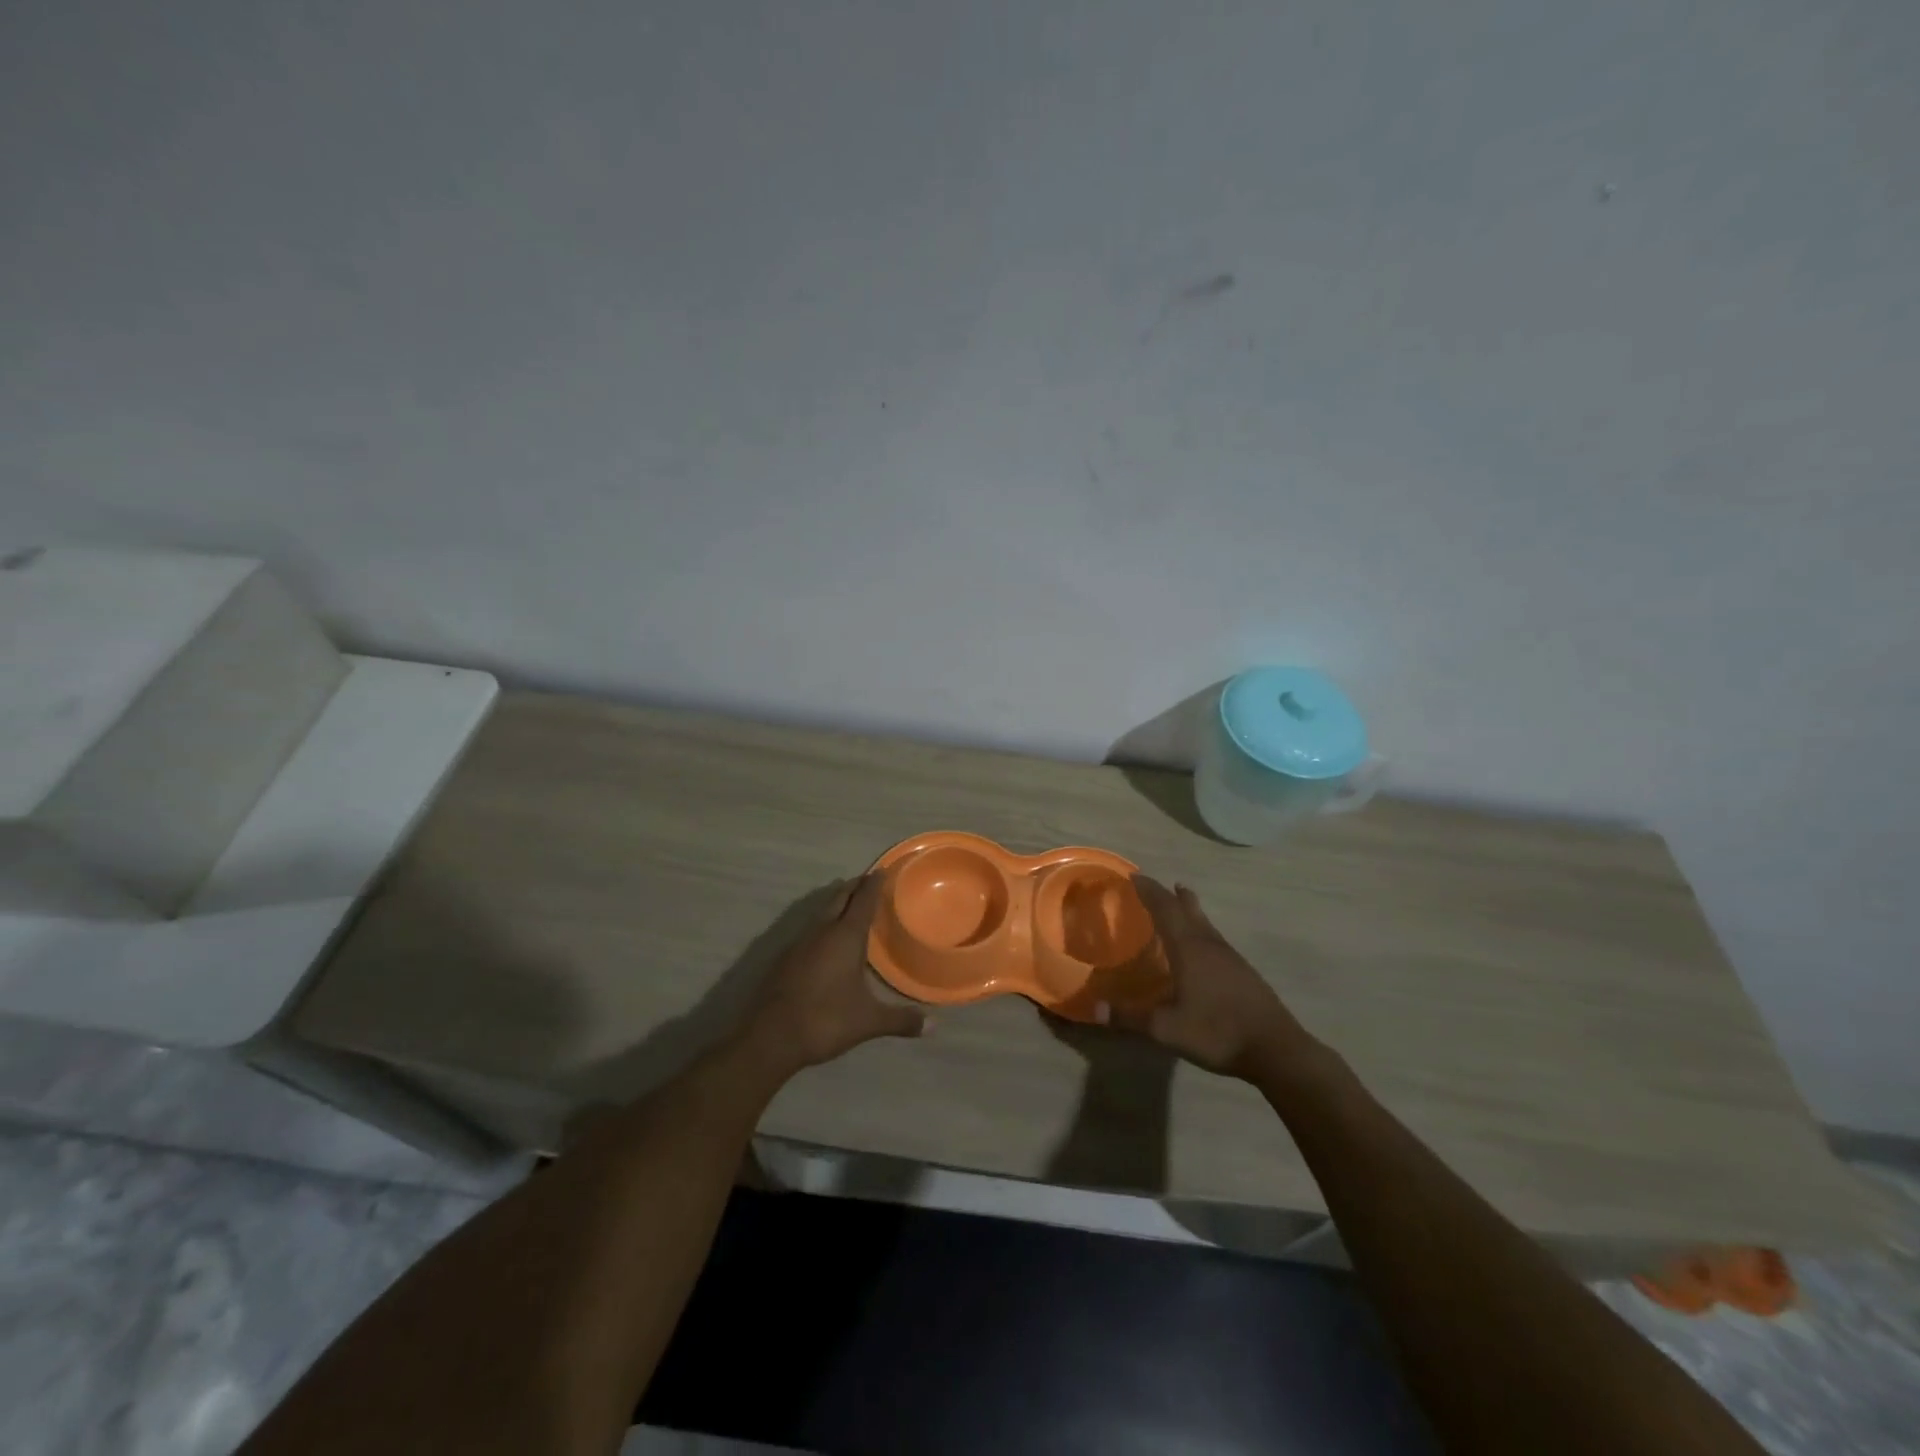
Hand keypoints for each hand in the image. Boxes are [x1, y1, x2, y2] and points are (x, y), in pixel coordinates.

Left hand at [741, 875, 925, 1072]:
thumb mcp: (868, 1021)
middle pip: (839, 898)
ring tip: (848, 903)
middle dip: (854, 887)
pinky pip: (809, 929)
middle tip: (867, 881)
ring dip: (836, 903)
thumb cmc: (825, 1019)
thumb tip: (934, 1025)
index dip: (874, 884)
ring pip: (821, 912)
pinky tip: (824, 938)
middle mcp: (821, 931)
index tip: (882, 870)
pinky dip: (822, 923)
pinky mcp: (785, 958)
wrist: (770, 1036)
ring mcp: (799, 943)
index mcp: (845, 937)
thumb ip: (901, 1019)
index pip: (863, 900)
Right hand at [1112, 876, 1319, 1081]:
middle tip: (1151, 883)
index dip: (1149, 891)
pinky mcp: (1242, 971)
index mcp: (1189, 949)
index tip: (1134, 876)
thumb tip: (1094, 1009)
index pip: (1165, 909)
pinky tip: (1201, 943)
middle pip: (1186, 909)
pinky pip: (1214, 936)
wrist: (1276, 1049)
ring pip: (1204, 921)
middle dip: (1167, 894)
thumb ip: (1130, 1017)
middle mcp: (1209, 944)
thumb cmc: (1217, 1032)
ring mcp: (1229, 956)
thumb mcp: (1167, 1029)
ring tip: (1180, 896)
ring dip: (1188, 906)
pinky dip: (1200, 927)